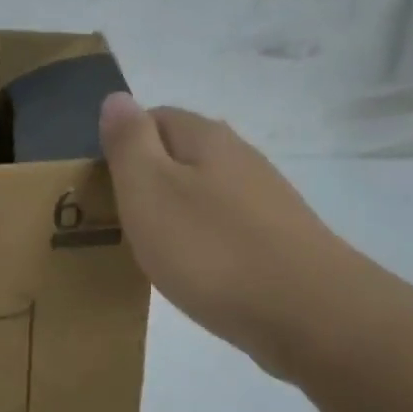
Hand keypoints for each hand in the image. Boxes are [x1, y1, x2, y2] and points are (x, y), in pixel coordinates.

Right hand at [99, 94, 342, 376]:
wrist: (309, 313)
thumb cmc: (211, 248)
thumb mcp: (149, 189)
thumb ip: (129, 142)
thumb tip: (117, 98)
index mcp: (205, 137)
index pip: (153, 118)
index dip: (123, 145)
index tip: (103, 186)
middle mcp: (240, 157)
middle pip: (180, 155)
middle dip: (148, 181)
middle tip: (121, 222)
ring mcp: (265, 200)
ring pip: (204, 193)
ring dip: (176, 214)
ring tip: (153, 252)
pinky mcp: (279, 240)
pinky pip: (226, 229)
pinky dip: (203, 243)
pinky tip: (196, 273)